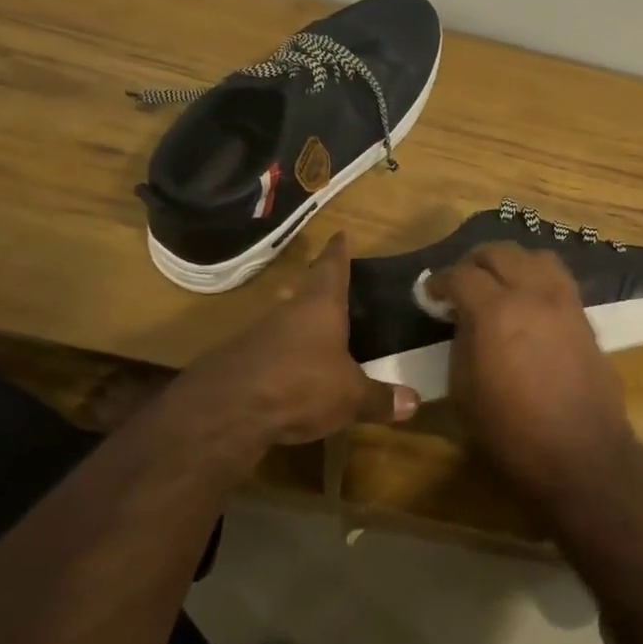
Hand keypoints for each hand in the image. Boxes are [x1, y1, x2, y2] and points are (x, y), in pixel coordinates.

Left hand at [169, 234, 418, 465]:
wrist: (227, 410)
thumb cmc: (301, 385)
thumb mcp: (350, 397)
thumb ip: (380, 398)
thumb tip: (415, 402)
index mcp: (320, 306)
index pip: (332, 268)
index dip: (338, 252)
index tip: (340, 234)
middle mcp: (288, 312)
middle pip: (306, 292)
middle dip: (320, 289)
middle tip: (336, 285)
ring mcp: (258, 335)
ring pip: (286, 322)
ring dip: (301, 326)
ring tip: (320, 334)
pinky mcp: (239, 362)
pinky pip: (270, 352)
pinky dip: (285, 358)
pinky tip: (293, 374)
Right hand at [423, 243, 634, 497]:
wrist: (580, 454)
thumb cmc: (510, 431)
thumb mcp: (463, 390)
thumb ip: (460, 343)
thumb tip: (462, 321)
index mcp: (494, 312)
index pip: (460, 275)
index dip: (440, 281)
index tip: (431, 294)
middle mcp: (531, 294)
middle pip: (499, 252)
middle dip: (474, 262)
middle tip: (461, 283)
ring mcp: (563, 301)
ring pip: (535, 256)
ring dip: (511, 262)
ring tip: (499, 283)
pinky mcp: (584, 316)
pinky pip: (558, 278)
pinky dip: (537, 277)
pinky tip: (528, 300)